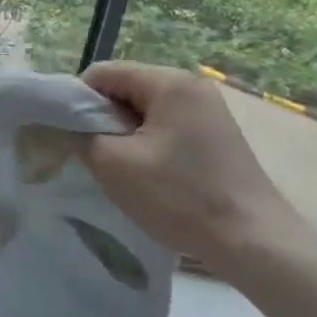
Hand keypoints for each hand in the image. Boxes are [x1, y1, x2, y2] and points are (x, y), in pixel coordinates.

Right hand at [79, 62, 304, 272]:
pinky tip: (149, 175)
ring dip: (125, 133)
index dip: (77, 100)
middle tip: (93, 155)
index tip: (69, 136)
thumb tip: (61, 122)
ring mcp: (209, 109)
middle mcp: (191, 84)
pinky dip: (149, 143)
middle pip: (125, 88)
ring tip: (121, 168)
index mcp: (168, 81)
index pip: (102, 73)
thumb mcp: (114, 164)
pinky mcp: (218, 135)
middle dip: (103, 118)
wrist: (255, 244)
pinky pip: (168, 125)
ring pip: (145, 109)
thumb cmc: (180, 197)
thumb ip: (78, 134)